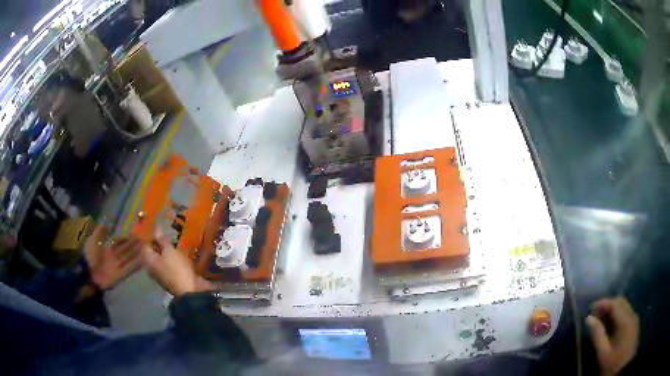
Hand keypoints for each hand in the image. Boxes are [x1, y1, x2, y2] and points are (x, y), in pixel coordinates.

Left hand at [84, 224, 142, 290]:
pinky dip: (136, 265)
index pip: (117, 241)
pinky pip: (130, 268)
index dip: (125, 237)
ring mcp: (117, 265)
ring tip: (146, 248)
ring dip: (137, 253)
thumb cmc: (89, 257)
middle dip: (133, 244)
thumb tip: (107, 222)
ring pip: (129, 257)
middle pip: (125, 249)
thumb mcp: (92, 241)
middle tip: (144, 239)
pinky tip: (143, 261)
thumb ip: (100, 232)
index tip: (134, 233)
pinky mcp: (121, 275)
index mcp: (106, 248)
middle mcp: (113, 256)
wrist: (88, 276)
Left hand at [140, 228, 210, 296]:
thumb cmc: (177, 269)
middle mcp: (151, 268)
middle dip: (161, 244)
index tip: (162, 230)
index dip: (152, 236)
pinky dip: (173, 260)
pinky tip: (181, 256)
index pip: (145, 243)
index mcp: (148, 260)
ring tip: (177, 244)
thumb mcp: (170, 251)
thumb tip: (156, 227)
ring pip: (161, 259)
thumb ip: (162, 239)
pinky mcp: (170, 279)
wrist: (190, 292)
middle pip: (153, 252)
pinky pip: (168, 266)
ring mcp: (160, 275)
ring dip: (168, 252)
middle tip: (170, 236)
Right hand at [586, 297, 639, 375]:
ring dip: (613, 310)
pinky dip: (618, 316)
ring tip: (601, 320)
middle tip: (595, 314)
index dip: (603, 303)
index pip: (615, 303)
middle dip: (608, 305)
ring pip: (625, 307)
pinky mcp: (634, 325)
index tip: (590, 307)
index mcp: (625, 320)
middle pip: (621, 302)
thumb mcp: (603, 354)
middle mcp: (632, 315)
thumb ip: (598, 335)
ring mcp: (635, 320)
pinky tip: (611, 327)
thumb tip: (589, 318)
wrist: (624, 368)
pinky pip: (627, 314)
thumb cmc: (614, 363)